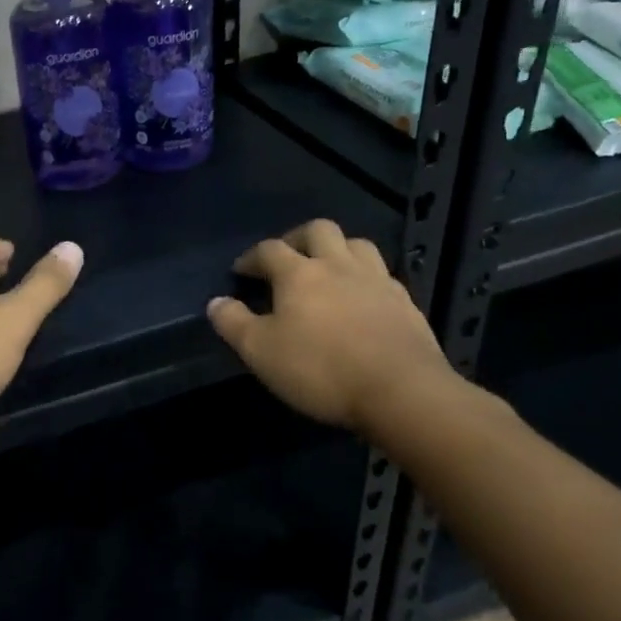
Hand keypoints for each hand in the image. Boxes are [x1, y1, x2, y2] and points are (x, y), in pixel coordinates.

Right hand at [207, 219, 455, 440]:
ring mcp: (377, 280)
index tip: (241, 272)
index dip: (251, 257)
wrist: (401, 390)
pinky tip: (362, 298)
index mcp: (299, 273)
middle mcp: (338, 265)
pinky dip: (365, 277)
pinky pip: (382, 274)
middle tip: (286, 258)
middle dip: (297, 238)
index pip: (269, 250)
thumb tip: (215, 302)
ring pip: (356, 244)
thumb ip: (233, 323)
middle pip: (318, 230)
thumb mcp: (260, 352)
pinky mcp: (405, 302)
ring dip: (337, 250)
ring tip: (327, 270)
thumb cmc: (320, 369)